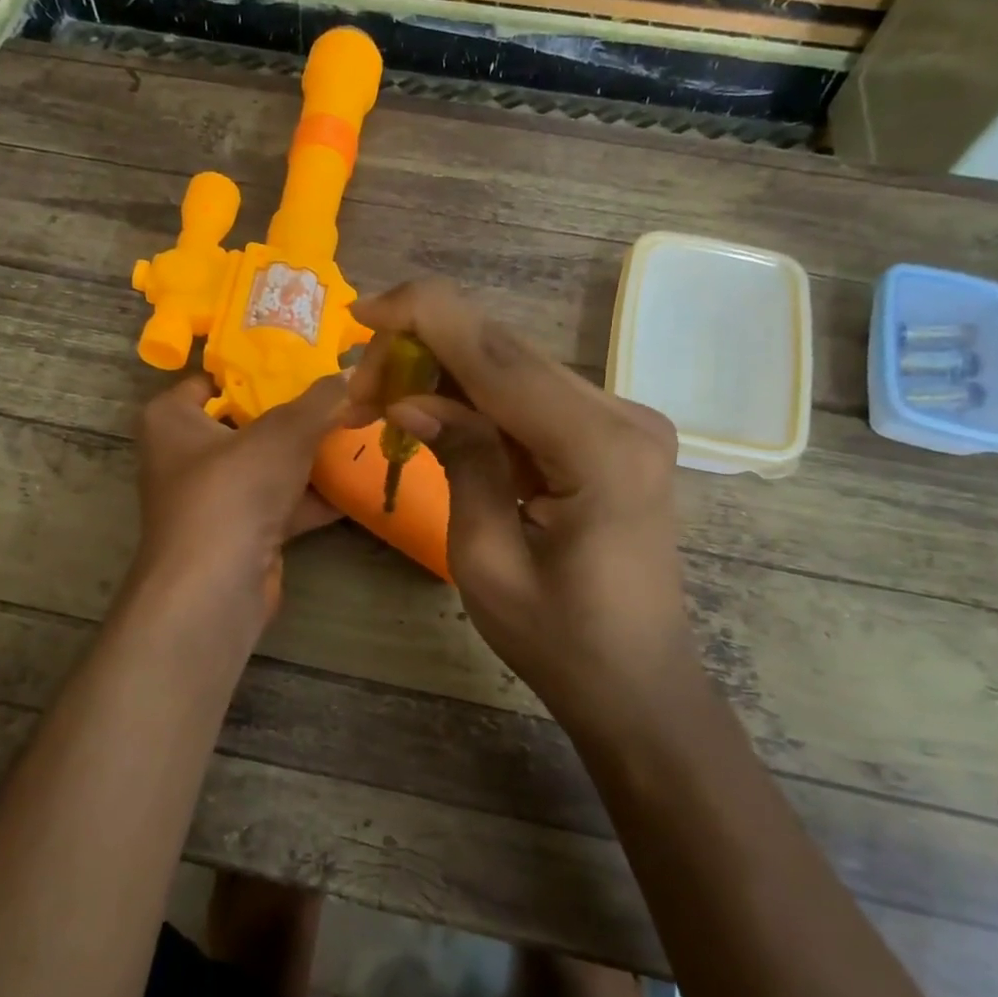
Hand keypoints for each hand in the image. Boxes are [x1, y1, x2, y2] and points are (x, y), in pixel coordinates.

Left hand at [134, 373, 354, 614]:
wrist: (216, 585)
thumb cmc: (232, 488)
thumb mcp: (283, 432)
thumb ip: (320, 401)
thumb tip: (355, 370)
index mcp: (172, 419)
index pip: (213, 379)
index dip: (256, 367)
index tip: (304, 359)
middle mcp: (185, 456)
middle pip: (247, 423)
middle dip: (295, 415)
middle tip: (342, 394)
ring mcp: (213, 498)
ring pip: (267, 467)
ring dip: (309, 458)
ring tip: (358, 433)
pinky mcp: (239, 534)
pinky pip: (280, 504)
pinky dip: (313, 497)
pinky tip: (357, 483)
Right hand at [349, 280, 692, 726]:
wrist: (637, 685)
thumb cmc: (559, 643)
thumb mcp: (486, 560)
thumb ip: (460, 461)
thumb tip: (412, 399)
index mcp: (598, 450)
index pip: (498, 356)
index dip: (424, 317)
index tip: (360, 311)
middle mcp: (623, 417)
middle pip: (506, 352)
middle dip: (424, 350)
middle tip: (362, 388)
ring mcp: (626, 422)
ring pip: (517, 369)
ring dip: (447, 373)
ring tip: (386, 403)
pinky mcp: (614, 436)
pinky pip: (533, 398)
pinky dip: (478, 398)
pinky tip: (436, 414)